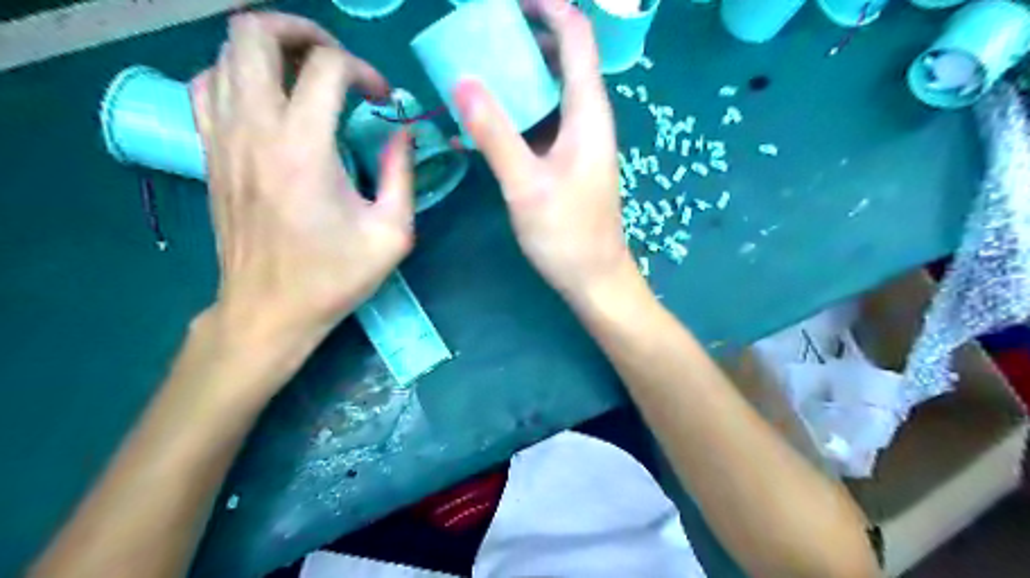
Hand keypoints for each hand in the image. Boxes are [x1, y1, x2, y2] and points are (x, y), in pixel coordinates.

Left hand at [189, 14, 413, 354]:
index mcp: (304, 148)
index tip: (383, 101)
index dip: (364, 71)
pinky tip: (268, 100)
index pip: (327, 66)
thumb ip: (402, 175)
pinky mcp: (209, 152)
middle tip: (338, 61)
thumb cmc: (334, 276)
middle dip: (304, 31)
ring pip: (225, 51)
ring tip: (306, 75)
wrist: (270, 309)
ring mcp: (222, 137)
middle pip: (255, 32)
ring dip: (270, 49)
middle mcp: (254, 129)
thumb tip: (403, 134)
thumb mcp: (392, 233)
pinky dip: (237, 75)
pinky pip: (207, 85)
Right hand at [452, 0, 637, 305]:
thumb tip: (463, 82)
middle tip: (480, 34)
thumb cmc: (567, 234)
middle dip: (525, 37)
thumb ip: (495, 134)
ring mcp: (576, 140)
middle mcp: (587, 118)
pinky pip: (540, 122)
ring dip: (516, 75)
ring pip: (548, 91)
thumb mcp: (526, 185)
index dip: (549, 7)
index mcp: (587, 113)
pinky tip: (480, 123)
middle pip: (562, 58)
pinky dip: (514, 113)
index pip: (577, 37)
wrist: (593, 277)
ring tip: (474, 69)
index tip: (508, 0)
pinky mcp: (565, 160)